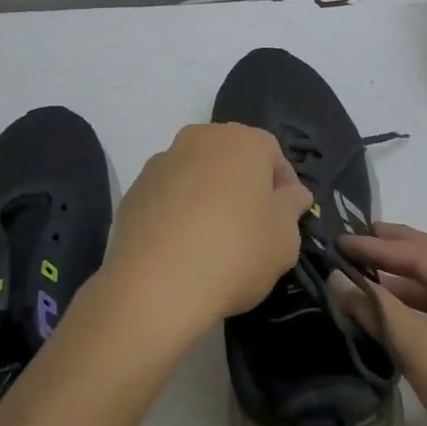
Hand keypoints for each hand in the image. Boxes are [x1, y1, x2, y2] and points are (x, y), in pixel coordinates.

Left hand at [103, 123, 310, 333]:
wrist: (154, 286)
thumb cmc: (235, 253)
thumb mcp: (284, 238)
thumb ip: (292, 208)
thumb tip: (292, 193)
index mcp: (242, 141)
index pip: (273, 153)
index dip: (284, 185)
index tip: (288, 217)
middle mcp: (199, 139)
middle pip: (231, 158)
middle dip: (245, 186)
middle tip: (254, 227)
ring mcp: (161, 162)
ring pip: (197, 174)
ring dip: (209, 197)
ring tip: (215, 241)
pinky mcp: (133, 191)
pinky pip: (168, 196)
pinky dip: (179, 213)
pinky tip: (184, 249)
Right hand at [335, 223, 426, 425]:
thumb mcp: (426, 353)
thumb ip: (380, 313)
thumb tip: (339, 279)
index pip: (418, 253)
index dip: (375, 246)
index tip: (338, 241)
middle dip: (396, 248)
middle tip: (359, 237)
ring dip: (407, 282)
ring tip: (370, 277)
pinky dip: (422, 311)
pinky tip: (402, 321)